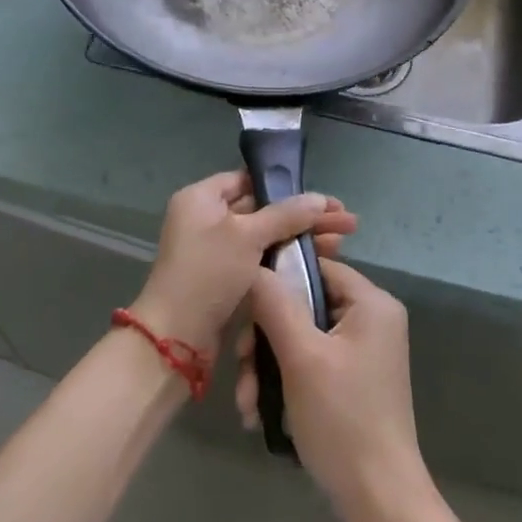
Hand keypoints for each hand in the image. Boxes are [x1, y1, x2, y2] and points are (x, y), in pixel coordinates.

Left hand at [131, 171, 356, 357]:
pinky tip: (320, 263)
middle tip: (346, 222)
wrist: (175, 340)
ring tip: (342, 243)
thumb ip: (285, 215)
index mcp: (202, 199)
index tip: (324, 198)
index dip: (287, 186)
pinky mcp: (227, 280)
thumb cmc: (207, 274)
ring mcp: (218, 252)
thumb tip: (320, 199)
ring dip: (302, 238)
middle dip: (305, 216)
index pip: (249, 180)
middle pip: (264, 209)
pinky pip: (263, 260)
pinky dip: (287, 260)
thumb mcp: (247, 236)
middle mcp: (207, 220)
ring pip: (267, 237)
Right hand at [238, 258, 423, 510]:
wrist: (379, 501)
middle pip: (304, 306)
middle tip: (241, 369)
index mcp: (371, 303)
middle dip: (265, 339)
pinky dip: (284, 383)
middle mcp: (371, 320)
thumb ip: (275, 305)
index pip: (315, 267)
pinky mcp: (352, 381)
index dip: (276, 282)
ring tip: (246, 405)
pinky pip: (311, 364)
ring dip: (267, 367)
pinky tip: (258, 414)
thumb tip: (254, 267)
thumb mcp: (302, 357)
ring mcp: (363, 352)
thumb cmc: (342, 419)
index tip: (243, 310)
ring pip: (301, 338)